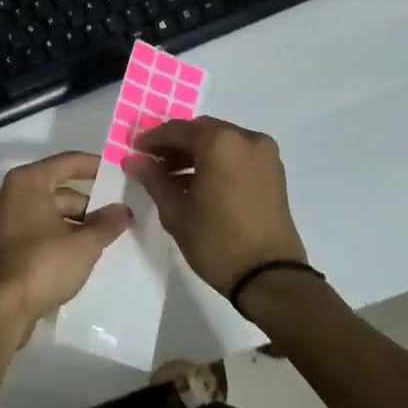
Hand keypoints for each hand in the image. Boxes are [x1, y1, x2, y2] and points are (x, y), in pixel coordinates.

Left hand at [0, 151, 131, 337]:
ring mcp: (3, 218)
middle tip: (117, 214)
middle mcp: (10, 193)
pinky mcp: (3, 242)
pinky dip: (58, 233)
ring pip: (48, 210)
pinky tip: (80, 251)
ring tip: (104, 236)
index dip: (94, 165)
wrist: (2, 309)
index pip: (66, 162)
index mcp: (27, 182)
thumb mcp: (84, 244)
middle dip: (88, 202)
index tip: (117, 171)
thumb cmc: (43, 264)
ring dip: (75, 221)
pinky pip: (37, 227)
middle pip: (57, 188)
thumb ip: (107, 223)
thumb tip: (124, 210)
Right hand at [123, 116, 308, 296]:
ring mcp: (265, 155)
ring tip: (172, 177)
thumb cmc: (216, 240)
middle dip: (176, 144)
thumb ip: (153, 178)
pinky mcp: (274, 173)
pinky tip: (198, 184)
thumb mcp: (175, 210)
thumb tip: (133, 159)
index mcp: (221, 142)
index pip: (178, 130)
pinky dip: (217, 162)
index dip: (153, 139)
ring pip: (221, 142)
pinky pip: (238, 155)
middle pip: (202, 131)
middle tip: (153, 162)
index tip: (135, 150)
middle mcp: (246, 138)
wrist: (270, 277)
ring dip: (196, 153)